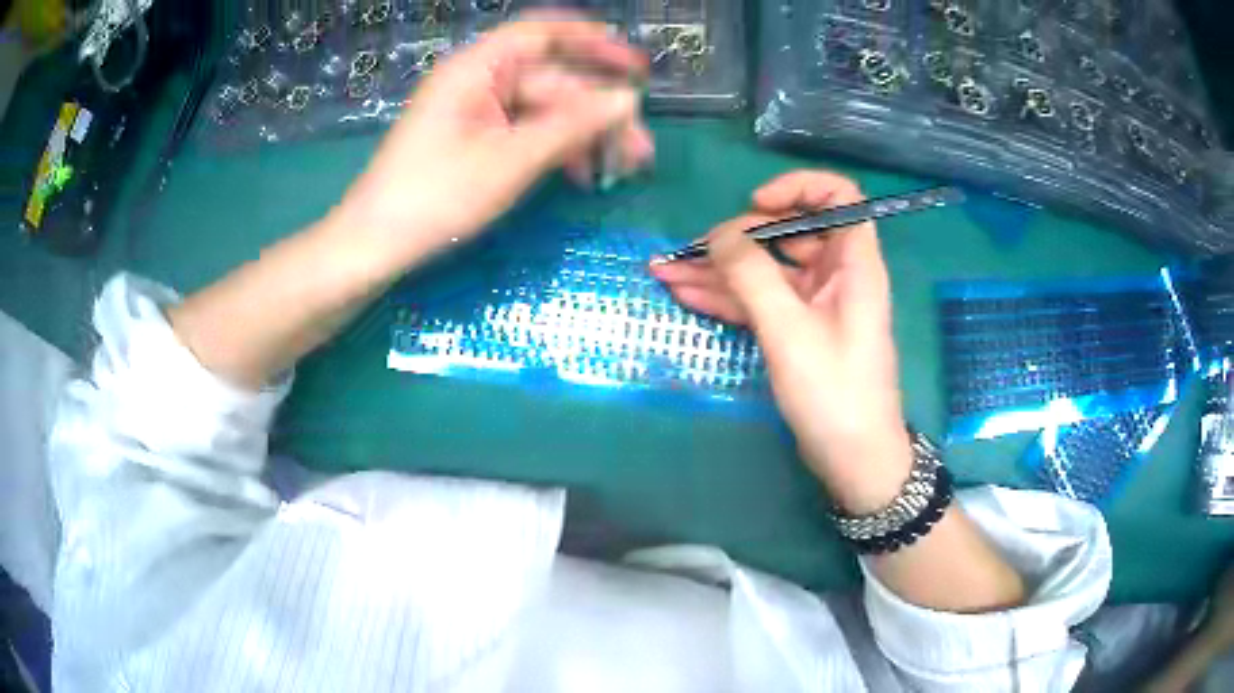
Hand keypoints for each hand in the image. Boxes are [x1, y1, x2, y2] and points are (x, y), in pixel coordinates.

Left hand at [337, 12, 653, 270]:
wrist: (375, 244)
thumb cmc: (434, 196)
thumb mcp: (509, 161)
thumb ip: (571, 127)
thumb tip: (627, 101)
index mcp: (478, 68)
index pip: (542, 34)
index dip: (592, 41)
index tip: (634, 64)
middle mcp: (479, 81)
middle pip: (553, 81)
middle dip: (598, 112)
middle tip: (642, 149)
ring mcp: (477, 111)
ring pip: (545, 111)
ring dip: (584, 136)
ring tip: (622, 169)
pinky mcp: (476, 139)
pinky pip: (527, 132)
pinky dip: (557, 150)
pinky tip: (582, 176)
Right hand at [651, 171, 911, 512]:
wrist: (853, 460)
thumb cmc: (835, 393)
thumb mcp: (790, 331)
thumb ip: (752, 275)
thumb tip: (719, 233)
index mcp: (854, 263)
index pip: (839, 197)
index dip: (799, 189)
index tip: (757, 205)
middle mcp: (837, 274)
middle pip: (789, 232)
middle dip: (738, 237)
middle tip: (692, 251)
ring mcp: (815, 303)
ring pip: (766, 270)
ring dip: (719, 270)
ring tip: (664, 270)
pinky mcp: (797, 330)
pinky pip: (760, 301)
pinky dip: (726, 297)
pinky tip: (684, 294)